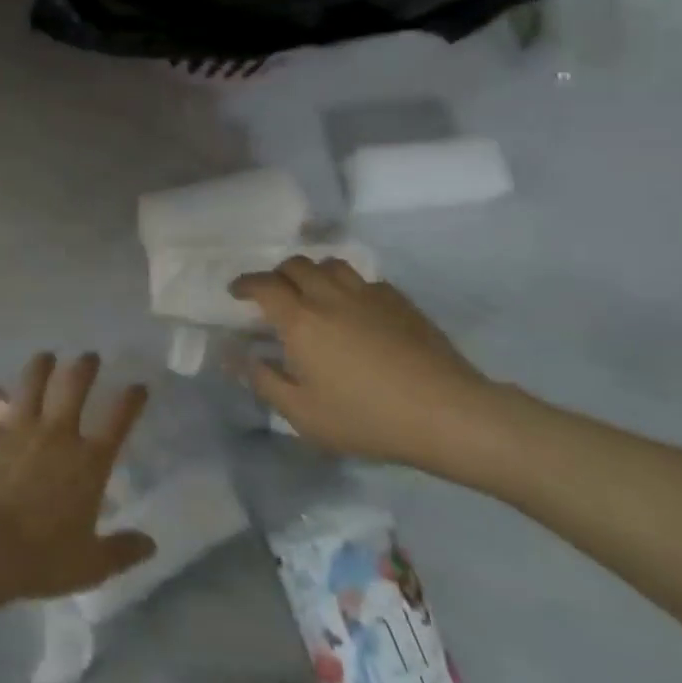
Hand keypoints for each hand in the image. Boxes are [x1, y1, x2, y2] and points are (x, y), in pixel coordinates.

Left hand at [0, 352, 156, 600]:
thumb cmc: (43, 557)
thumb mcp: (91, 564)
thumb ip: (122, 551)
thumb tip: (151, 544)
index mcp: (89, 461)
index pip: (118, 420)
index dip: (131, 400)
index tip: (138, 385)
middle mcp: (56, 433)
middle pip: (73, 386)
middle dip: (84, 366)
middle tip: (88, 356)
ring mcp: (17, 428)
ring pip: (31, 384)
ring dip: (39, 367)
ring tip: (45, 356)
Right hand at [230, 257, 522, 475]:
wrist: (446, 413)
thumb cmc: (366, 417)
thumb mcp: (303, 413)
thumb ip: (263, 381)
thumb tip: (235, 356)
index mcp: (300, 320)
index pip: (263, 285)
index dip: (245, 284)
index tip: (236, 292)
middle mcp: (329, 296)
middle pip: (296, 265)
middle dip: (277, 275)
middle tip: (274, 296)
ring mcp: (368, 294)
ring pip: (331, 264)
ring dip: (313, 273)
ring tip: (313, 294)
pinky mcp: (400, 302)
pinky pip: (365, 281)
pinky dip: (348, 287)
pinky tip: (355, 310)